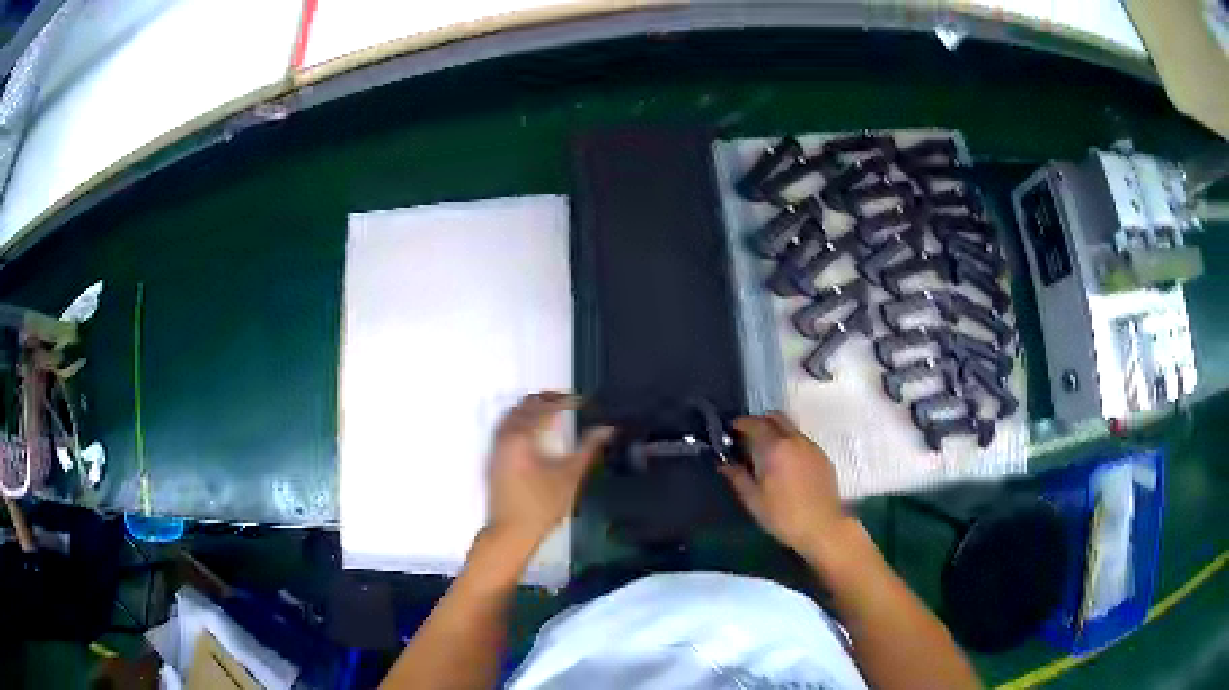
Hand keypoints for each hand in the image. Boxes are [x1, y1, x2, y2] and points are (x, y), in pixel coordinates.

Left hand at [486, 392, 613, 550]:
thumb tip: (607, 428)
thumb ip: (589, 448)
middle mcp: (505, 436)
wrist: (511, 531)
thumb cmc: (542, 505)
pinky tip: (533, 432)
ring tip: (552, 412)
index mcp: (522, 436)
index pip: (545, 407)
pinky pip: (505, 427)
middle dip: (546, 399)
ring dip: (531, 408)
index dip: (565, 400)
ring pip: (511, 415)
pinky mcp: (493, 459)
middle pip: (524, 405)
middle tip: (568, 401)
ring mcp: (495, 447)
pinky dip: (520, 420)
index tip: (582, 400)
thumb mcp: (570, 476)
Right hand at [720, 411, 846, 553]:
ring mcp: (812, 447)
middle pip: (776, 417)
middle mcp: (795, 440)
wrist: (822, 527)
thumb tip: (724, 464)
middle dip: (760, 421)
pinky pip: (803, 441)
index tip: (731, 429)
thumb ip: (737, 477)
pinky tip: (786, 464)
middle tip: (748, 437)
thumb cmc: (783, 515)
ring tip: (767, 452)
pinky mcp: (823, 457)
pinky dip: (791, 443)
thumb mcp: (753, 499)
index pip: (755, 424)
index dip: (741, 423)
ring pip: (791, 428)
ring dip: (777, 432)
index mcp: (776, 448)